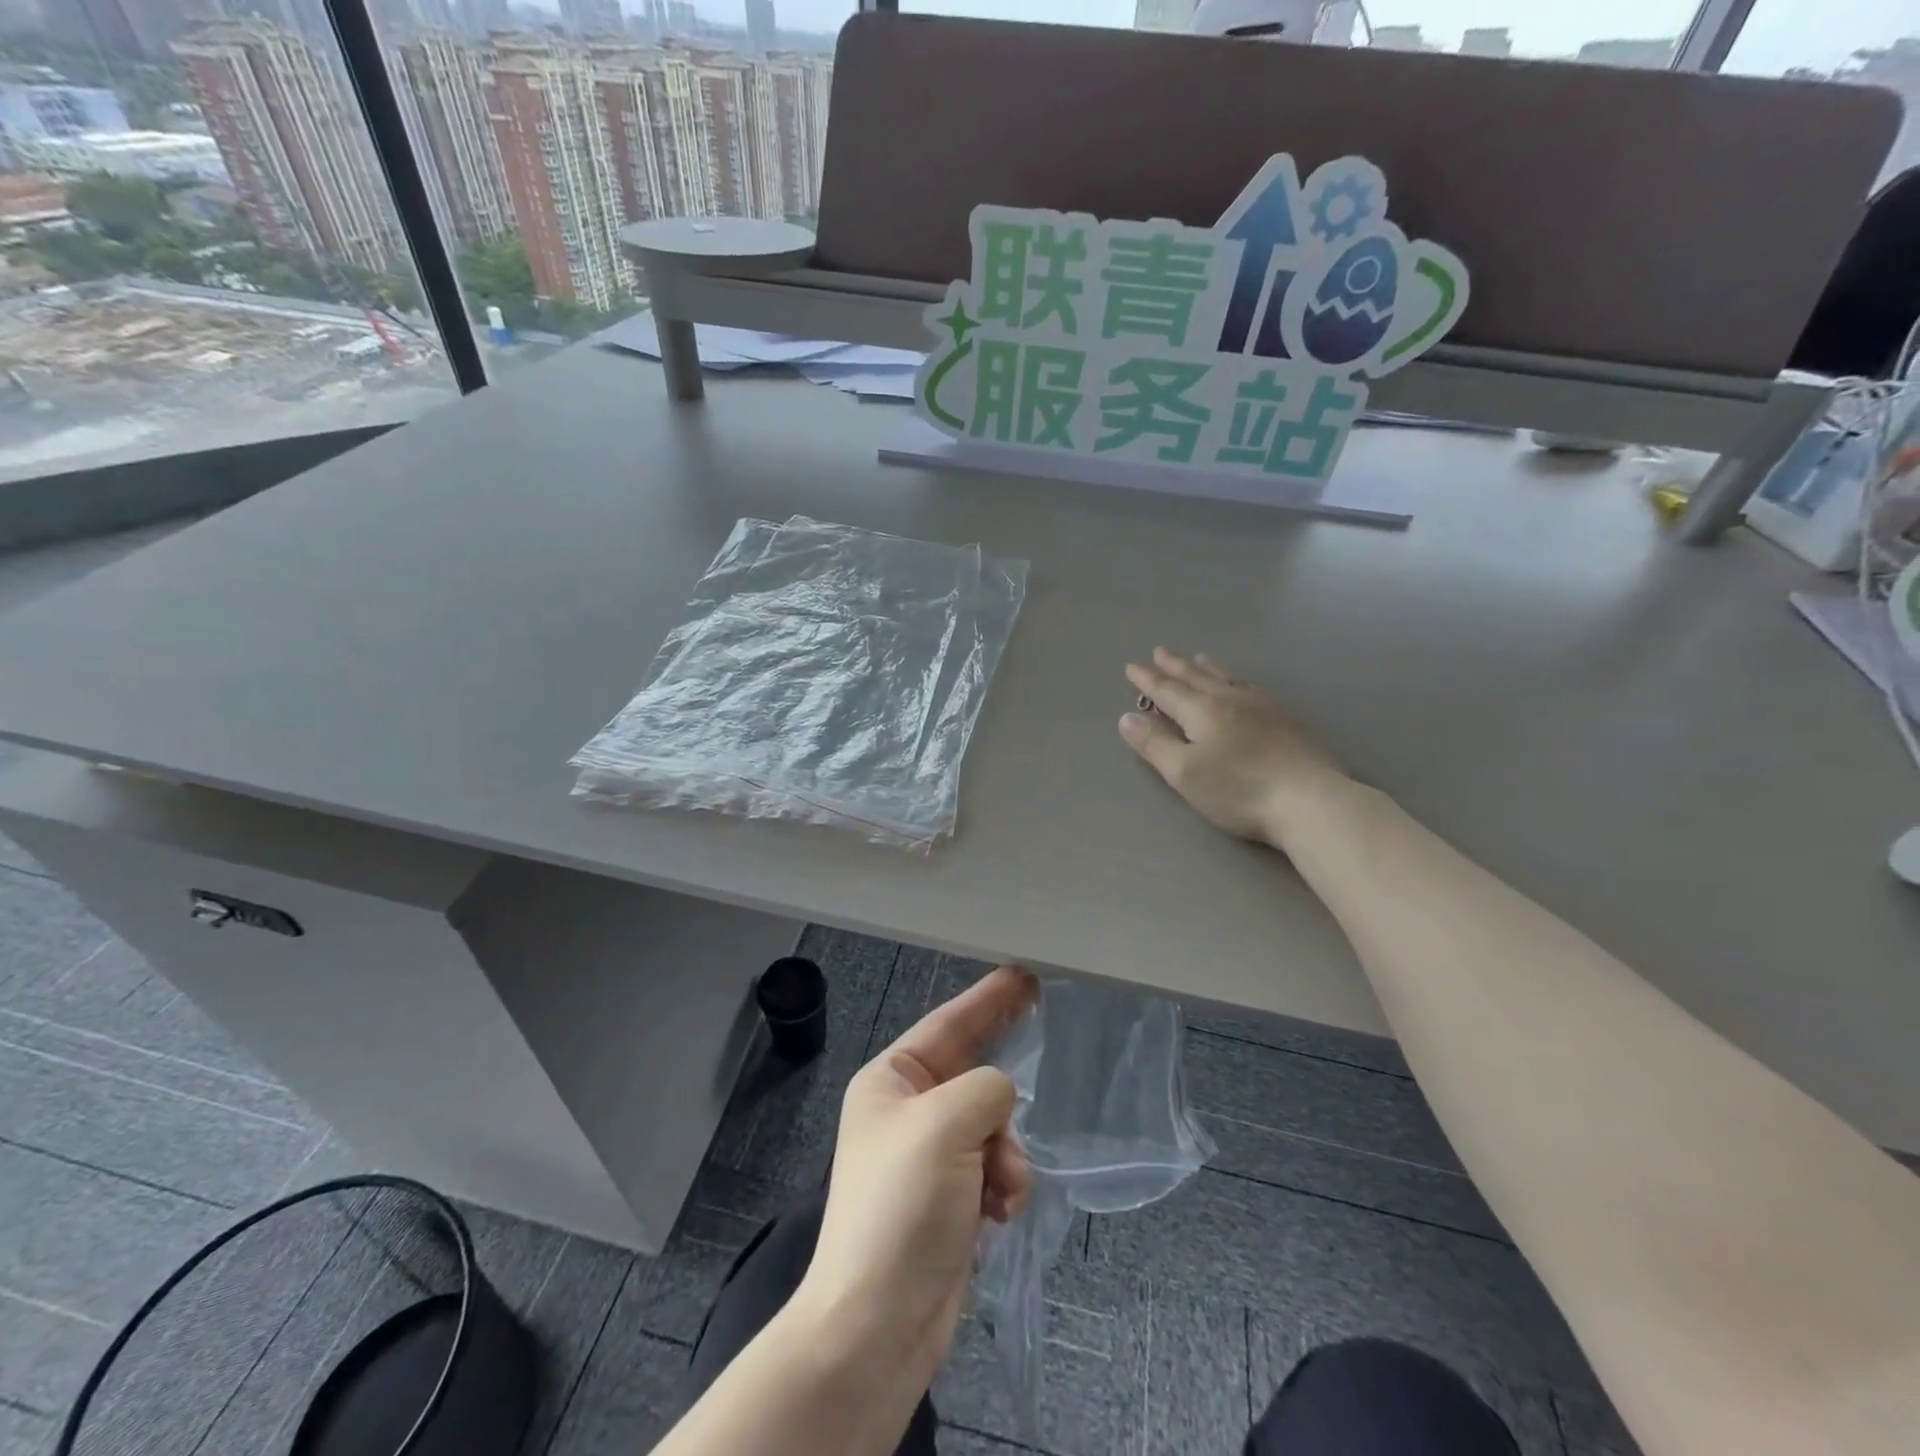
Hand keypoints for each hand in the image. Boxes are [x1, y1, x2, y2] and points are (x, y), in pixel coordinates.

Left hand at [796, 966, 1038, 1384]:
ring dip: (1006, 1150)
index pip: (947, 1024)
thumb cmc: (902, 1206)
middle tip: (1041, 1012)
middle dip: (1002, 1069)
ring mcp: (928, 1157)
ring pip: (990, 1124)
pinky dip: (1004, 1183)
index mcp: (890, 1081)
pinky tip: (999, 1213)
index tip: (1023, 974)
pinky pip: (992, 1167)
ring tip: (1003, 1186)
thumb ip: (986, 1088)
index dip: (987, 998)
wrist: (877, 1325)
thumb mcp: (945, 1124)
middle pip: (970, 1070)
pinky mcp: (948, 1200)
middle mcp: (907, 1111)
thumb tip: (999, 1098)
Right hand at [1120, 648, 1348, 849]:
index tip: (1132, 667)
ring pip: (1227, 678)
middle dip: (1175, 666)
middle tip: (1161, 652)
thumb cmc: (1238, 789)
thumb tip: (1127, 718)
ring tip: (1198, 658)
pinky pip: (1251, 687)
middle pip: (1197, 677)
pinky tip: (1241, 685)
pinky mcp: (1287, 719)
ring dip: (1207, 668)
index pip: (1167, 690)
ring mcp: (1263, 707)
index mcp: (1202, 711)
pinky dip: (1235, 680)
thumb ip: (1154, 744)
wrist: (1309, 799)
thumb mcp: (1184, 773)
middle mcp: (1230, 700)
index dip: (1147, 680)